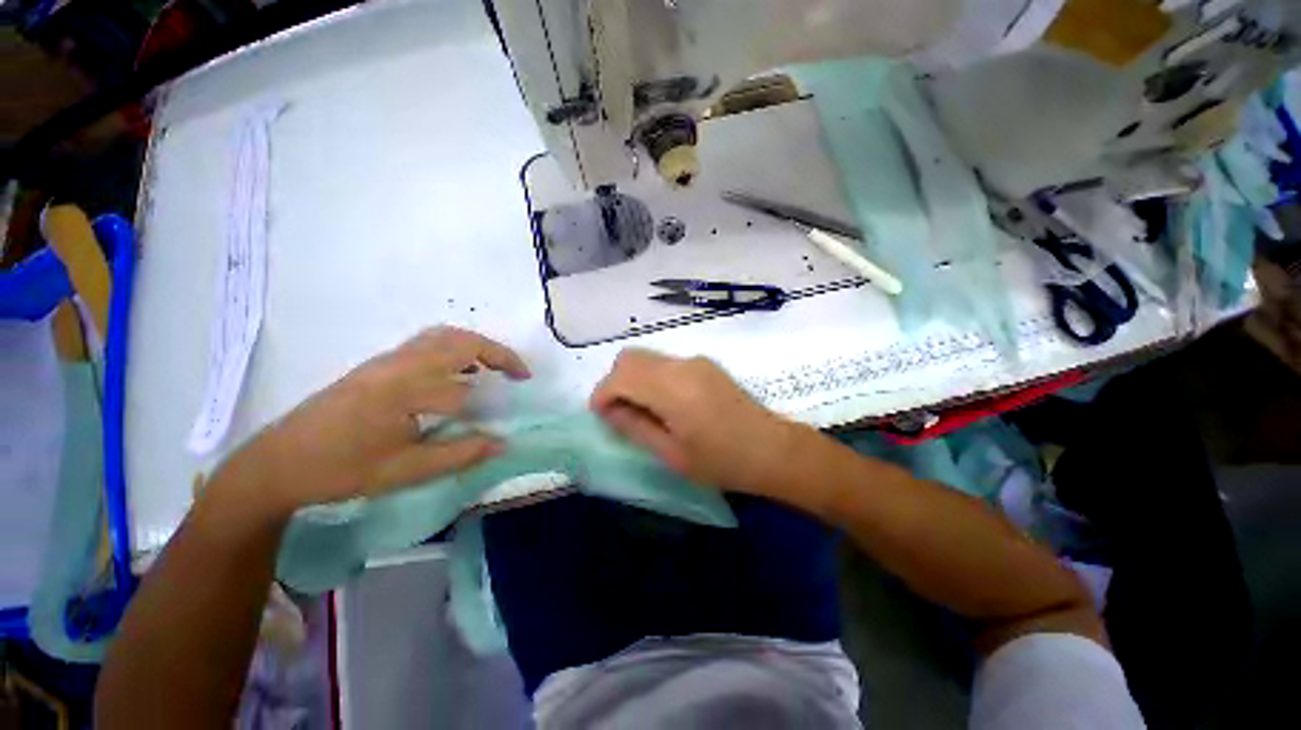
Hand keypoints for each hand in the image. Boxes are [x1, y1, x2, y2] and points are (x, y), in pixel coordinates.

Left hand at [212, 327, 530, 516]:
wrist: (277, 464)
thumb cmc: (341, 470)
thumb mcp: (406, 471)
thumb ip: (460, 454)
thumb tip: (503, 443)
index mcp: (407, 389)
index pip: (469, 383)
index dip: (497, 391)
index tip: (519, 399)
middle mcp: (400, 364)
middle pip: (460, 340)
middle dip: (497, 352)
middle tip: (518, 373)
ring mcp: (386, 361)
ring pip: (442, 336)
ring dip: (476, 346)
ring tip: (494, 368)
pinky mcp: (377, 365)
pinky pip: (426, 343)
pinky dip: (454, 348)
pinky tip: (458, 373)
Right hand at [590, 349, 798, 494]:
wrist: (773, 449)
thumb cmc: (723, 462)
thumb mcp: (672, 454)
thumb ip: (635, 427)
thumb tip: (609, 410)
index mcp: (673, 388)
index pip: (620, 376)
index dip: (602, 395)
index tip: (603, 418)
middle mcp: (682, 364)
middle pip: (629, 358)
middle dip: (615, 384)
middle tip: (621, 415)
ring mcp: (695, 360)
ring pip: (646, 358)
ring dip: (633, 380)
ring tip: (644, 413)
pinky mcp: (704, 364)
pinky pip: (664, 363)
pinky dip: (651, 378)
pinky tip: (665, 405)